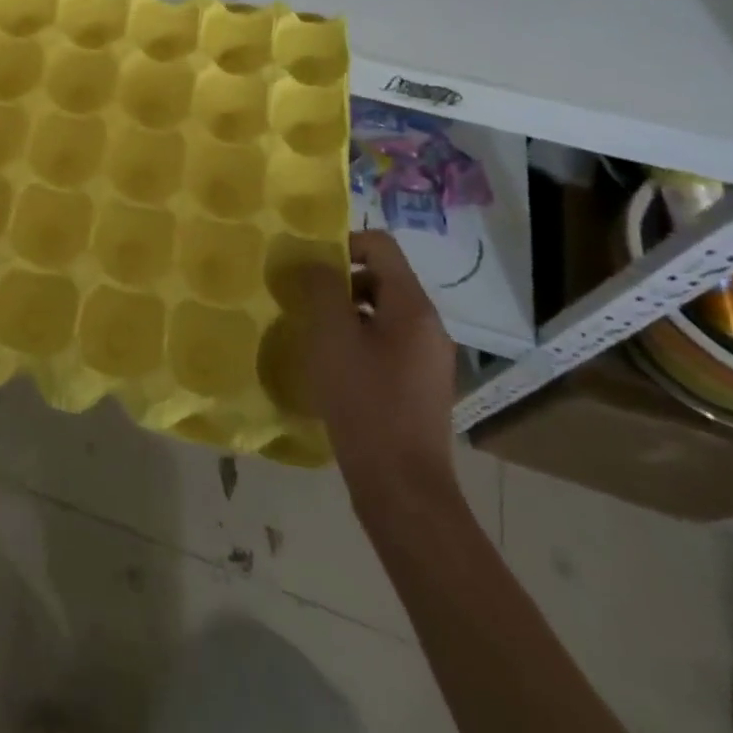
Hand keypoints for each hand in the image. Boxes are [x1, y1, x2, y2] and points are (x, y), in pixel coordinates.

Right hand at [296, 231, 456, 509]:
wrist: (402, 488)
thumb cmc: (365, 401)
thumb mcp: (332, 335)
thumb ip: (322, 286)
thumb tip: (315, 260)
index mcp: (413, 306)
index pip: (381, 246)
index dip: (343, 244)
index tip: (309, 267)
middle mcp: (428, 326)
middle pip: (381, 278)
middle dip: (340, 282)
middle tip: (304, 301)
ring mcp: (427, 359)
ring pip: (381, 313)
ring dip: (345, 313)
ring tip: (313, 334)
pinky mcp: (419, 386)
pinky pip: (386, 344)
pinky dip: (357, 342)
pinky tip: (332, 367)